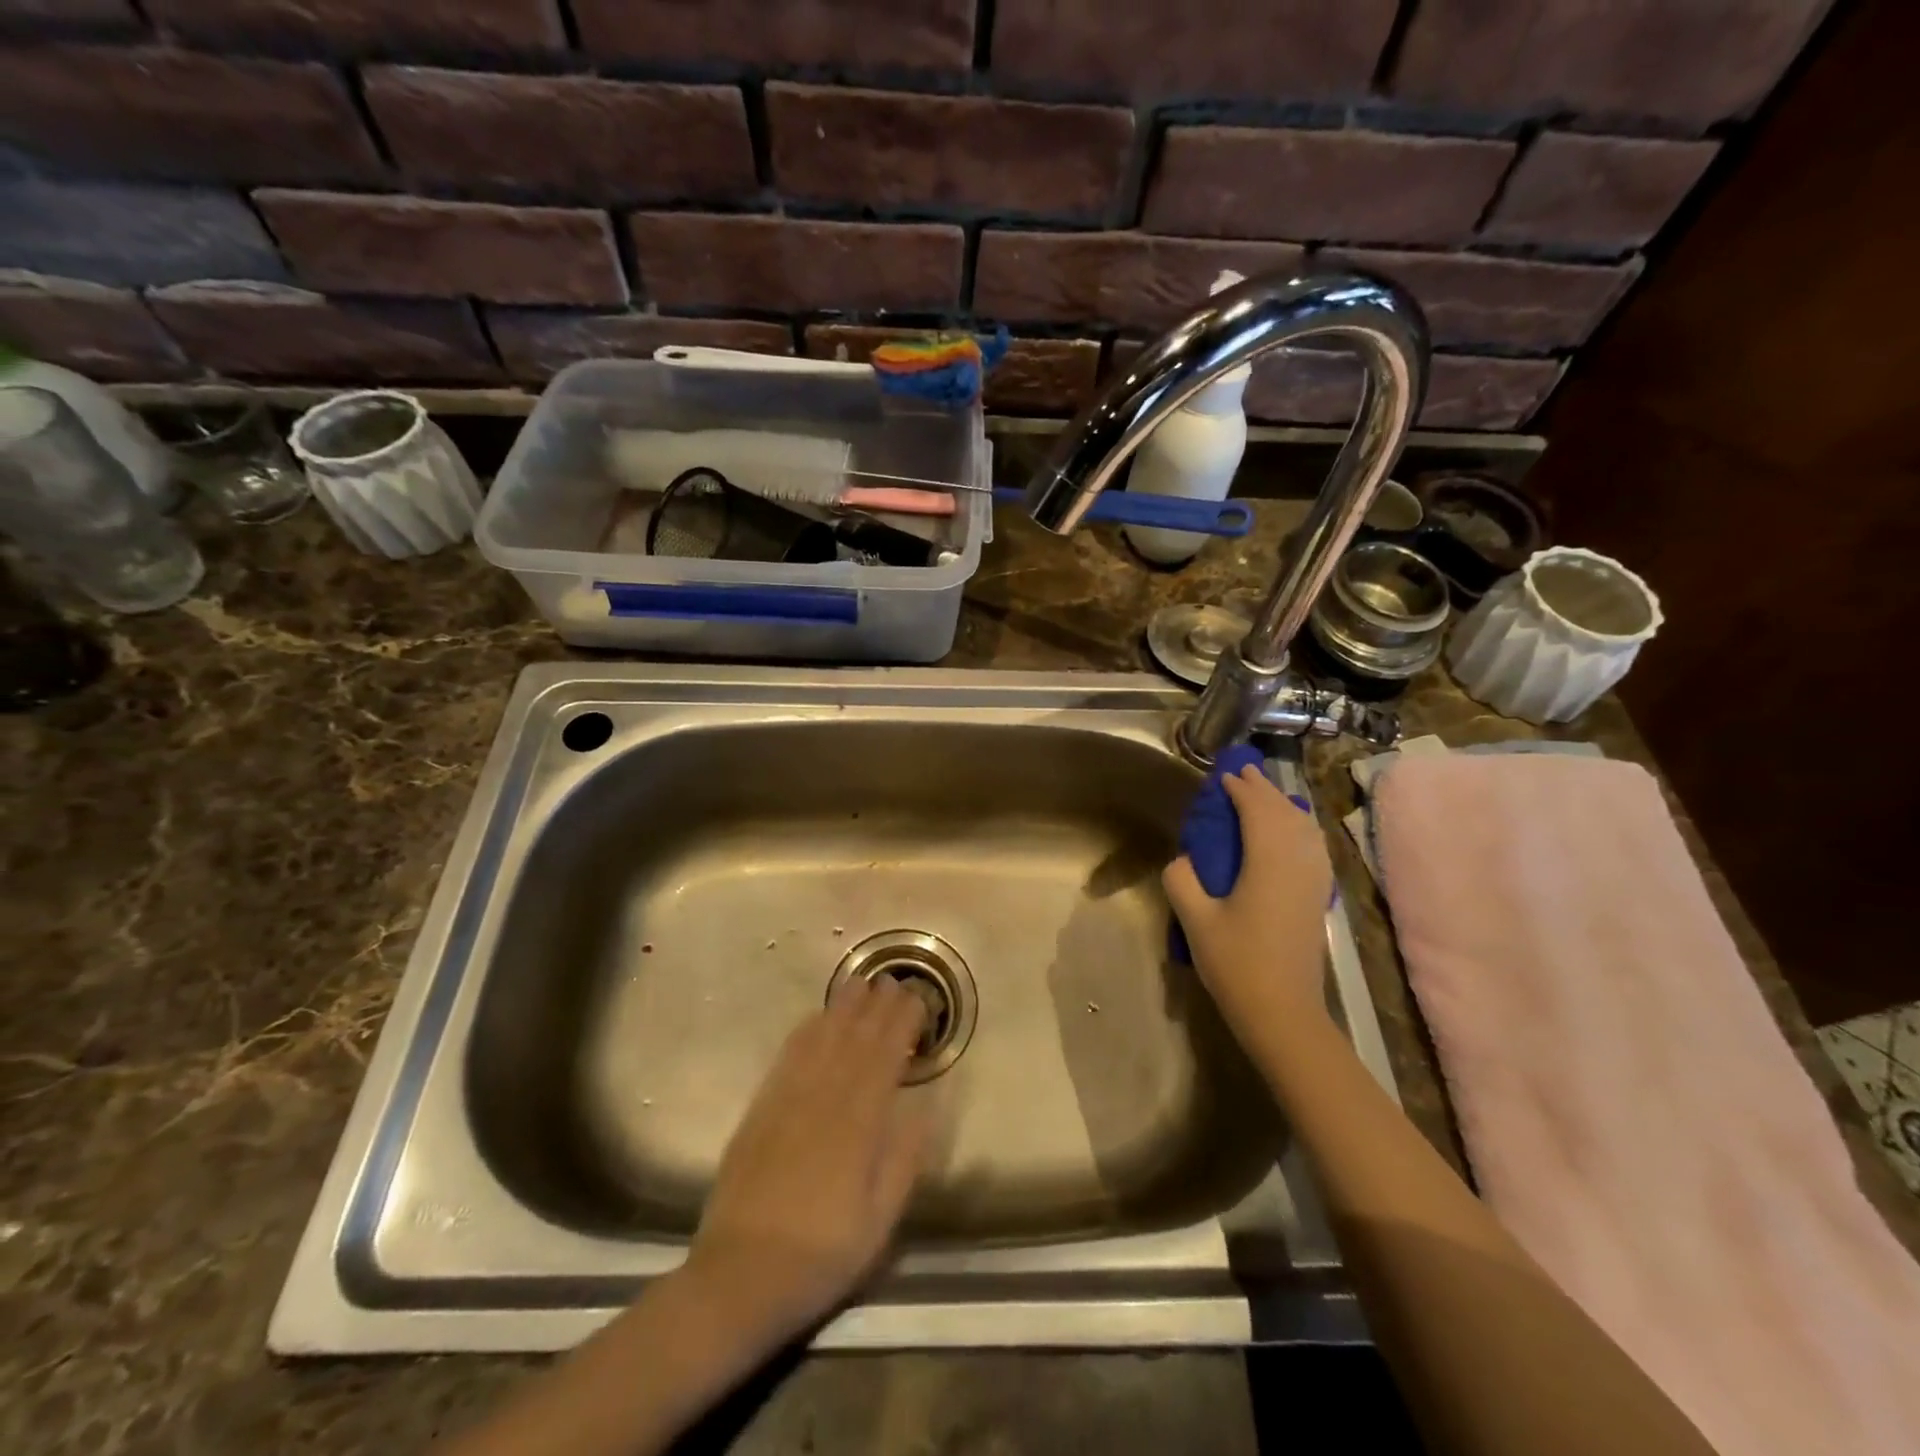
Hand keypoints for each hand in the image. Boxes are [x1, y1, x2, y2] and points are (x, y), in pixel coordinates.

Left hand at [684, 974, 929, 1347]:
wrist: (739, 1277)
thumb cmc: (821, 1254)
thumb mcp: (879, 1220)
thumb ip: (904, 1158)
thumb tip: (927, 1108)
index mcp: (859, 1124)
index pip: (885, 1058)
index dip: (902, 1025)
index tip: (918, 1000)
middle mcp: (824, 1100)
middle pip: (855, 1040)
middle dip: (877, 1007)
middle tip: (894, 980)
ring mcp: (788, 1100)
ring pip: (822, 1040)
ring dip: (843, 1008)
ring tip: (860, 983)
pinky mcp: (760, 1109)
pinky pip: (788, 1057)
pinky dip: (806, 1031)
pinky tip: (815, 1018)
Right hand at [1163, 764, 1334, 1054]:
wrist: (1284, 1012)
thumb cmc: (1236, 964)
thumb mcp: (1195, 921)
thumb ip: (1182, 880)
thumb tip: (1184, 859)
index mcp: (1267, 863)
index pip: (1257, 812)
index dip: (1241, 790)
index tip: (1223, 776)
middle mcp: (1297, 863)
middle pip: (1284, 814)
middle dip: (1264, 789)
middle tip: (1243, 772)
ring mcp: (1314, 881)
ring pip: (1304, 828)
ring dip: (1283, 805)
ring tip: (1265, 793)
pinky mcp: (1318, 897)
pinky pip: (1314, 847)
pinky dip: (1300, 828)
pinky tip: (1292, 831)